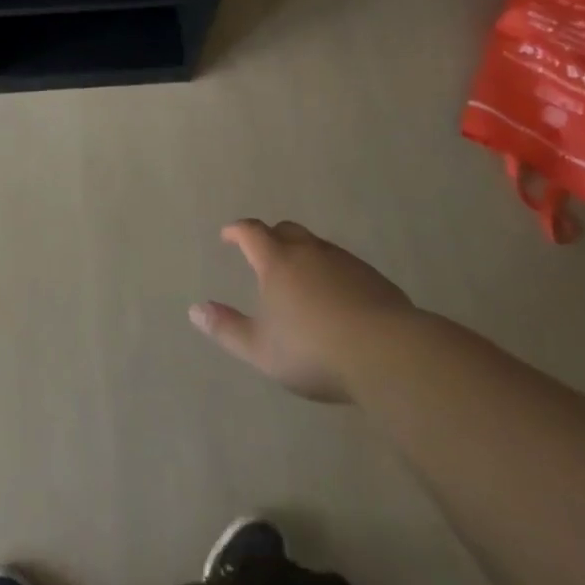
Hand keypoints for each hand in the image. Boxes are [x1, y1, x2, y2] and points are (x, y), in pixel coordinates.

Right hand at [190, 219, 414, 402]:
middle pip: (286, 230)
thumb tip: (194, 310)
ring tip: (300, 278)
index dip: (237, 230)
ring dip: (303, 254)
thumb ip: (227, 329)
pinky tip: (337, 298)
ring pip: (317, 246)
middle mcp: (309, 252)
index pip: (252, 232)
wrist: (389, 354)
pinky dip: (332, 272)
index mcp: (277, 262)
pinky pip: (344, 265)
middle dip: (271, 236)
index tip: (228, 235)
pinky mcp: (374, 279)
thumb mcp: (261, 349)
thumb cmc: (314, 351)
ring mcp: (345, 262)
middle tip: (264, 253)